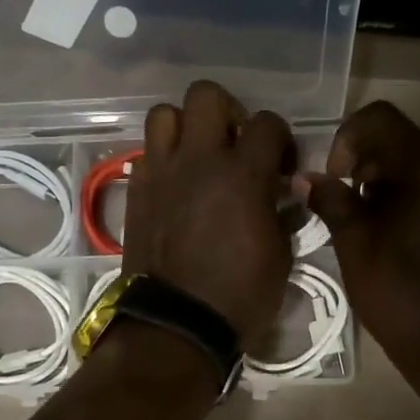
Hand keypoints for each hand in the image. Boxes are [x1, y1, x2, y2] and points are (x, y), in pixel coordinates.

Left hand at [123, 81, 294, 342]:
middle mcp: (199, 161)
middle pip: (207, 95)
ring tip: (198, 156)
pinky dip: (164, 159)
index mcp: (243, 175)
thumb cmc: (239, 296)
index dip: (280, 140)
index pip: (267, 123)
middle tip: (234, 146)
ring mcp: (161, 172)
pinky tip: (176, 186)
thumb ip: (282, 213)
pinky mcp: (137, 191)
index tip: (281, 168)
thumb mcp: (281, 256)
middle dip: (228, 112)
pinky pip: (147, 153)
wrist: (177, 324)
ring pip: (165, 114)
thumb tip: (282, 195)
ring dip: (186, 127)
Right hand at [301, 101, 419, 366]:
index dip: (347, 139)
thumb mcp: (354, 244)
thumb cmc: (398, 293)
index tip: (336, 179)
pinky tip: (404, 240)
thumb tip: (309, 178)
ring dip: (393, 182)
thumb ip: (332, 200)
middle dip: (369, 163)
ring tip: (374, 226)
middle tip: (349, 205)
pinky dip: (418, 200)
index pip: (381, 119)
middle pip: (406, 140)